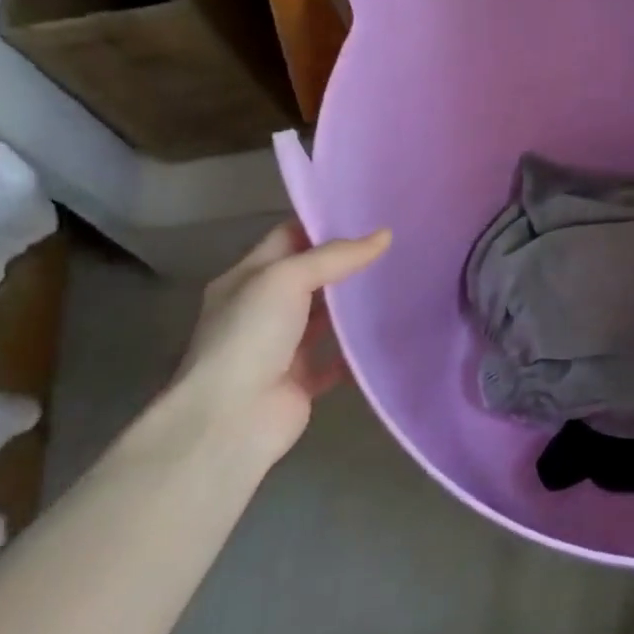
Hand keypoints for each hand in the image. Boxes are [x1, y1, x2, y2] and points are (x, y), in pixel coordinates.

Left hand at [165, 222, 390, 462]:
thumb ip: (335, 257)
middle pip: (311, 277)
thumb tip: (384, 235)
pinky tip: (391, 332)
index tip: (369, 214)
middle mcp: (262, 309)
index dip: (324, 224)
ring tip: (401, 282)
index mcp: (247, 279)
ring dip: (356, 306)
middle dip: (348, 263)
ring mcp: (282, 347)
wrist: (231, 419)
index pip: (288, 238)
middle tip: (396, 246)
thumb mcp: (286, 279)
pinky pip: (338, 359)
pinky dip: (360, 350)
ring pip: (326, 317)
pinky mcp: (303, 379)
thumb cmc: (250, 337)